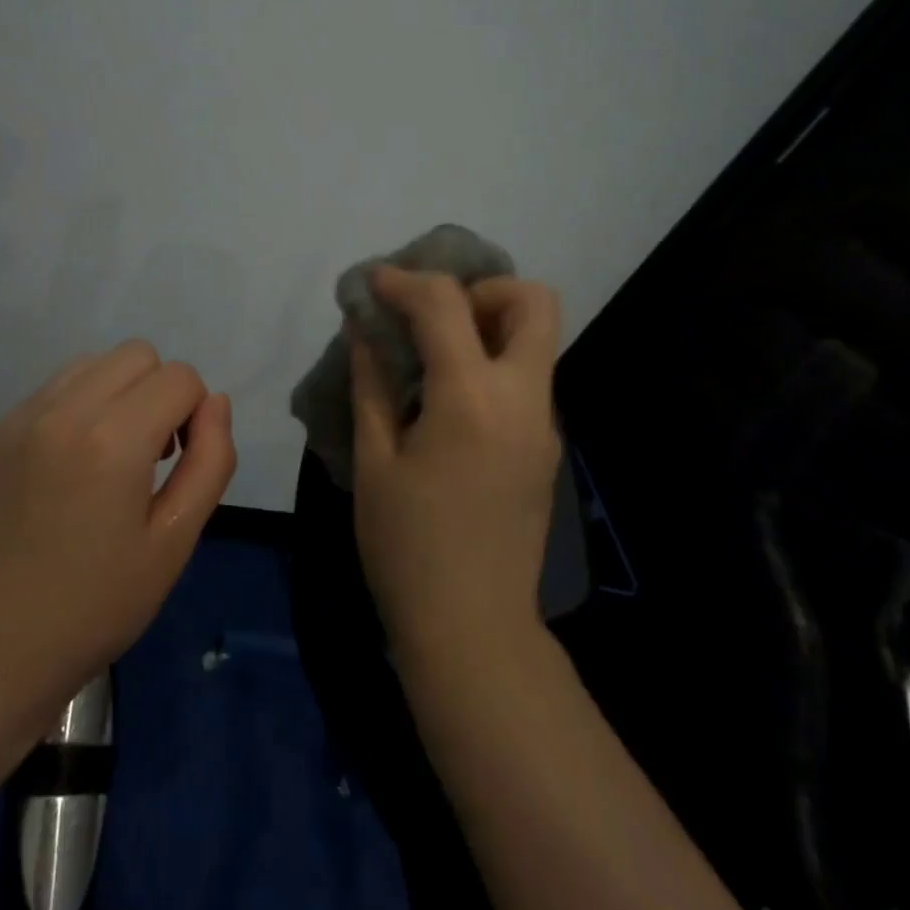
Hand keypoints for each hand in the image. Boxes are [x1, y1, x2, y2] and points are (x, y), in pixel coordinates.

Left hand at [0, 341, 236, 718]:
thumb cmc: (98, 605)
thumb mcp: (175, 541)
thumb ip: (210, 461)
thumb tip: (215, 403)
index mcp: (112, 440)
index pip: (179, 377)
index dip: (194, 414)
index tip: (179, 463)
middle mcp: (62, 411)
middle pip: (136, 354)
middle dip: (159, 393)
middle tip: (150, 456)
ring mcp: (19, 419)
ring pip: (92, 364)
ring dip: (117, 393)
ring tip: (109, 456)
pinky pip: (52, 391)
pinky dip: (77, 408)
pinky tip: (69, 467)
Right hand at [350, 268, 562, 663]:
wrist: (472, 628)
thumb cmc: (407, 546)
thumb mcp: (373, 460)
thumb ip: (371, 384)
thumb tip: (364, 330)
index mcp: (471, 398)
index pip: (446, 303)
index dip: (404, 281)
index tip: (373, 284)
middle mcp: (522, 398)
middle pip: (532, 301)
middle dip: (480, 288)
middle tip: (432, 315)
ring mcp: (543, 423)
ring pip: (537, 338)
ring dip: (488, 323)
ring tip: (432, 350)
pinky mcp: (545, 446)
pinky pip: (526, 377)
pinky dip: (491, 361)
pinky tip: (447, 396)